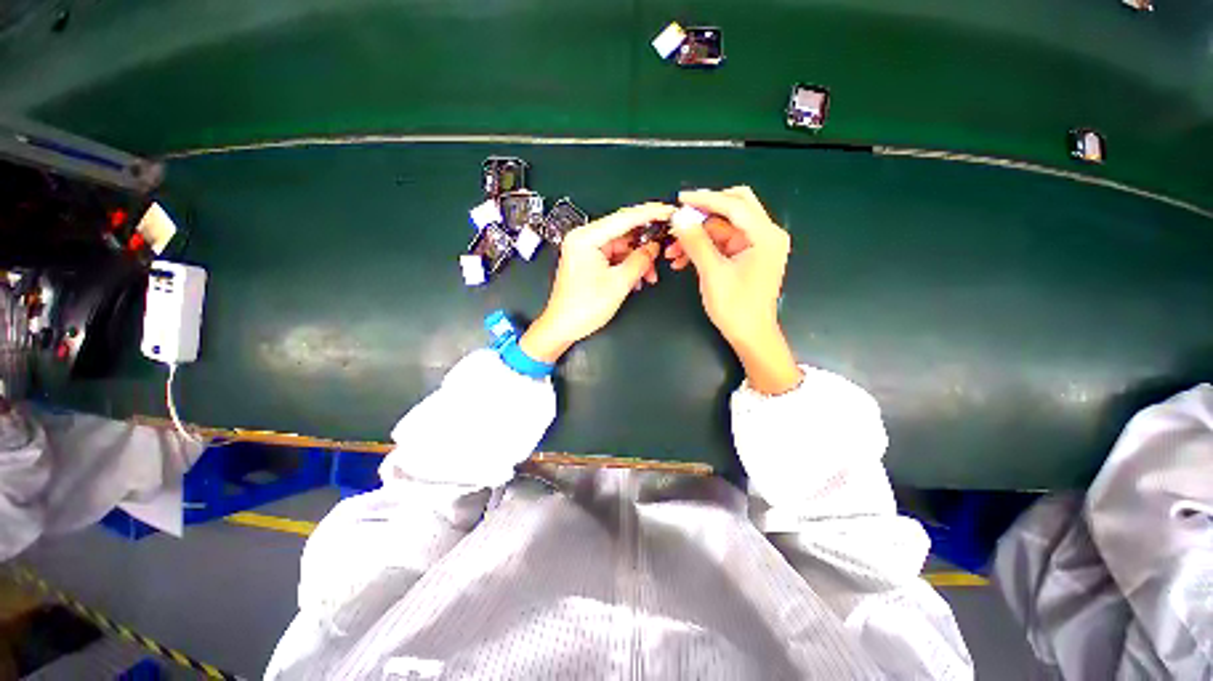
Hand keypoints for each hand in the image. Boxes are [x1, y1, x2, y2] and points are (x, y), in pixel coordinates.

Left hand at [520, 202, 675, 362]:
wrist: (563, 327)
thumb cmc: (586, 307)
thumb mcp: (619, 283)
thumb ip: (640, 261)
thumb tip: (655, 247)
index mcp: (586, 237)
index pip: (624, 218)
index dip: (650, 214)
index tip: (670, 211)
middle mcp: (584, 238)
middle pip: (623, 232)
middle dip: (645, 245)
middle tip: (666, 249)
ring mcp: (585, 249)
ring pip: (621, 247)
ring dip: (637, 260)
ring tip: (650, 276)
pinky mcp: (588, 260)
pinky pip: (614, 257)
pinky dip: (627, 266)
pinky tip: (638, 279)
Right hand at [669, 187, 801, 394]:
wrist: (750, 336)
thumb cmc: (735, 307)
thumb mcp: (712, 273)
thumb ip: (696, 241)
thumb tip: (679, 216)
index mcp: (765, 235)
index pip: (734, 205)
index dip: (705, 199)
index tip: (680, 198)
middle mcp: (765, 234)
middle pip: (734, 208)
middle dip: (704, 213)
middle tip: (680, 219)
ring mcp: (757, 245)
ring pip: (723, 227)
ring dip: (698, 236)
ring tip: (672, 250)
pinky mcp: (747, 256)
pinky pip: (722, 243)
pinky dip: (703, 248)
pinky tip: (682, 259)